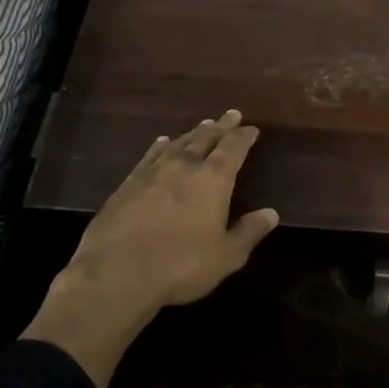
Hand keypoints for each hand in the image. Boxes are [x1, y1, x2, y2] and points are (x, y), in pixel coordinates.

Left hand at [24, 110, 278, 387]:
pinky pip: (150, 156)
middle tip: (230, 114)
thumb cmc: (180, 265)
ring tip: (203, 125)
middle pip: (206, 138)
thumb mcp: (225, 256)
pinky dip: (161, 146)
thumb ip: (248, 232)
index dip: (243, 137)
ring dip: (193, 133)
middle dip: (221, 126)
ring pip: (178, 144)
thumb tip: (271, 213)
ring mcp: (153, 172)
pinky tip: (162, 143)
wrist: (116, 273)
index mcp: (212, 180)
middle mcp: (184, 166)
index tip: (251, 128)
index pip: (233, 149)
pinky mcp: (128, 184)